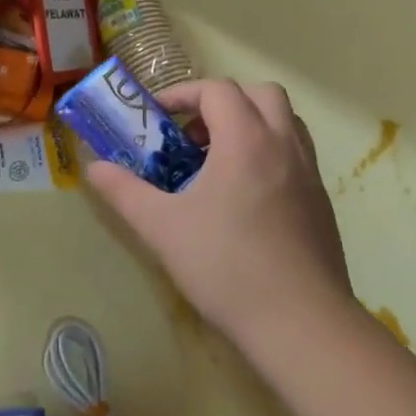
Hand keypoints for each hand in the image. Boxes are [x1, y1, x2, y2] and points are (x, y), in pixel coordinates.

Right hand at [86, 80, 353, 338]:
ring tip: (217, 159)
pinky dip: (268, 152)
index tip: (158, 118)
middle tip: (193, 133)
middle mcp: (283, 145)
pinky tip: (244, 195)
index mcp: (246, 140)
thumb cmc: (226, 266)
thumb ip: (124, 191)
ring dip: (250, 123)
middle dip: (223, 101)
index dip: (183, 94)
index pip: (217, 90)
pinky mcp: (321, 203)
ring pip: (284, 121)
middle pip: (260, 93)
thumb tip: (93, 168)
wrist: (302, 325)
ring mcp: (309, 174)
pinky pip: (295, 154)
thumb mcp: (162, 227)